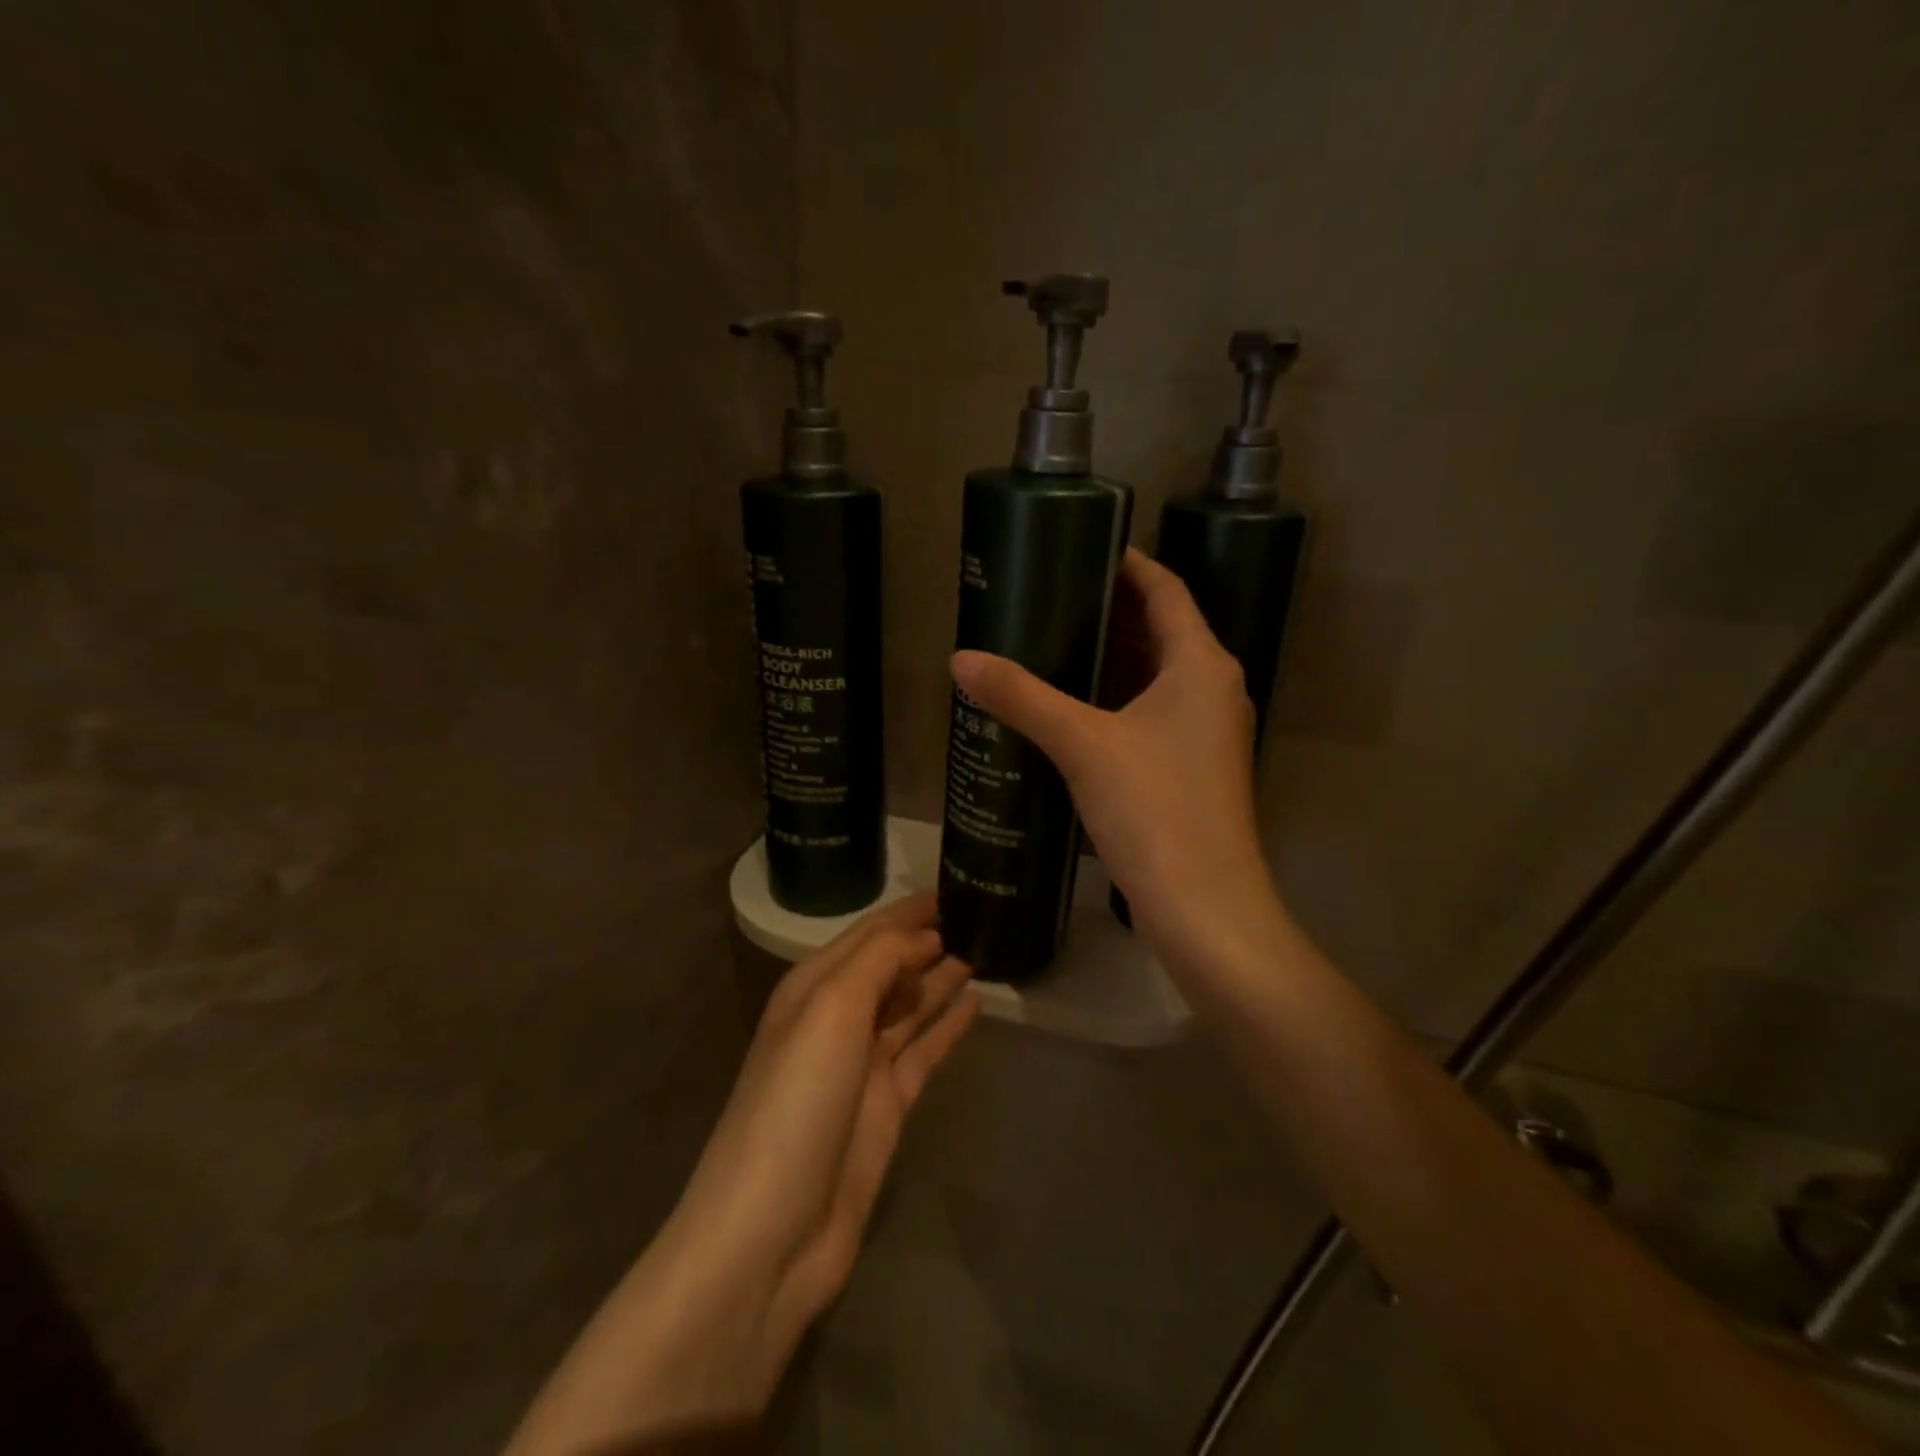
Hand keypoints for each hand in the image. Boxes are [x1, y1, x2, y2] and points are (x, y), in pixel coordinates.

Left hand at [679, 892, 978, 1348]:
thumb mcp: (831, 1009)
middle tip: (979, 916)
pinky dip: (947, 1026)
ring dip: (939, 978)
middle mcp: (836, 1019)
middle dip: (926, 940)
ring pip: (909, 1006)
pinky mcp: (886, 1107)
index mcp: (813, 988)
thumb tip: (926, 937)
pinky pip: (924, 1050)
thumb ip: (879, 960)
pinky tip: (975, 1003)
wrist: (772, 1231)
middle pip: (889, 966)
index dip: (908, 912)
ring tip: (982, 950)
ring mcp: (862, 1066)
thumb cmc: (797, 1100)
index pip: (869, 934)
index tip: (953, 888)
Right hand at [952, 549, 1281, 972]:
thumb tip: (961, 659)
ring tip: (1050, 643)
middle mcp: (1213, 689)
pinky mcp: (1191, 768)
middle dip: (1109, 611)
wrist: (1204, 907)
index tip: (1079, 547)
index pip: (1166, 589)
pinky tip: (1071, 709)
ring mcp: (1206, 732)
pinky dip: (1116, 699)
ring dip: (1111, 658)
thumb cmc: (1155, 810)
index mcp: (1201, 665)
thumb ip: (1022, 697)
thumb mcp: (1082, 745)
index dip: (1127, 564)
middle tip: (1048, 597)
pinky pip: (1152, 713)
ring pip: (1155, 675)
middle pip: (1161, 630)